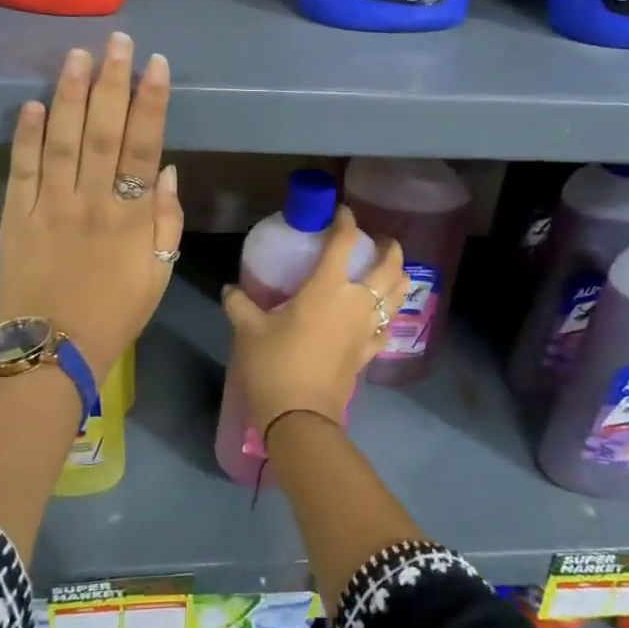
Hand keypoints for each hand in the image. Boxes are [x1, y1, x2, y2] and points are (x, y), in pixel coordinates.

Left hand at [0, 33, 183, 369]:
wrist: (52, 352)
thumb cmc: (114, 314)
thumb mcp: (158, 275)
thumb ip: (166, 222)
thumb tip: (167, 171)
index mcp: (131, 217)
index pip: (145, 146)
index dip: (151, 102)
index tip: (155, 65)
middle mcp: (92, 201)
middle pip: (104, 131)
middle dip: (112, 82)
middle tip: (117, 42)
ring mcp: (50, 207)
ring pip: (63, 140)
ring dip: (70, 95)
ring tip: (78, 55)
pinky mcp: (15, 217)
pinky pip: (23, 169)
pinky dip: (27, 136)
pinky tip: (33, 103)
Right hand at [222, 205, 405, 436]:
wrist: (300, 415)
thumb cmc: (275, 364)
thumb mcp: (249, 330)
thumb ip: (240, 304)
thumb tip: (230, 289)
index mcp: (327, 287)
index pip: (344, 242)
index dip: (346, 221)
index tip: (341, 212)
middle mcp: (356, 302)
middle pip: (388, 265)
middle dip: (389, 247)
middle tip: (379, 240)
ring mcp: (367, 328)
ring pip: (398, 294)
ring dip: (398, 276)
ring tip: (389, 270)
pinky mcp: (369, 352)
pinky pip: (388, 327)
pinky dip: (389, 315)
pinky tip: (381, 315)